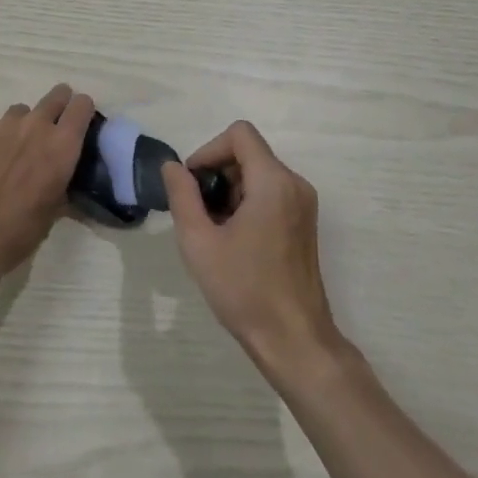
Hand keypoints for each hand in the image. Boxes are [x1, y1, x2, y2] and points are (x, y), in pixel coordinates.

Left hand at [0, 84, 94, 308]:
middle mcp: (36, 124)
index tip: (80, 127)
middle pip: (57, 95)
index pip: (82, 105)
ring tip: (14, 153)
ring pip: (23, 110)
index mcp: (62, 145)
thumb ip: (60, 184)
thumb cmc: (16, 232)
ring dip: (24, 125)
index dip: (83, 112)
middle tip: (52, 132)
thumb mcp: (51, 214)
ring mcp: (4, 124)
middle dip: (59, 107)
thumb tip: (60, 177)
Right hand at [162, 121, 342, 375]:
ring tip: (216, 231)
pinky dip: (248, 203)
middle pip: (248, 153)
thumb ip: (182, 196)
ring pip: (258, 173)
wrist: (296, 343)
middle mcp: (294, 183)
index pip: (239, 134)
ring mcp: (303, 203)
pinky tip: (235, 241)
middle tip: (200, 213)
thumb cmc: (246, 291)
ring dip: (231, 191)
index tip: (194, 184)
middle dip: (218, 174)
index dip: (210, 150)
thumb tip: (172, 166)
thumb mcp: (200, 243)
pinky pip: (271, 192)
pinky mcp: (305, 222)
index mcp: (273, 181)